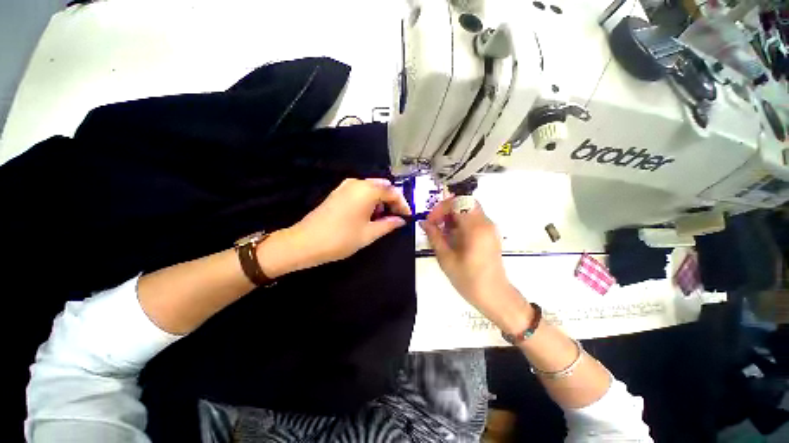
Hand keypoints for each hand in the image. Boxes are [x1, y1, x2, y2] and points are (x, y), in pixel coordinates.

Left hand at [287, 178, 411, 268]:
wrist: (305, 242)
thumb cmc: (341, 238)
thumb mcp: (369, 233)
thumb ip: (389, 224)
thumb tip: (400, 220)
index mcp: (367, 190)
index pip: (392, 192)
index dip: (403, 204)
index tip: (407, 217)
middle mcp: (357, 183)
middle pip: (382, 187)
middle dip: (391, 201)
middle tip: (395, 218)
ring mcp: (345, 186)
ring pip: (371, 189)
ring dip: (380, 201)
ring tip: (381, 220)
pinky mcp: (338, 193)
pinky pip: (360, 192)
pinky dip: (369, 201)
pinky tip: (367, 216)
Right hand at [420, 198, 530, 332]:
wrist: (495, 296)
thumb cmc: (469, 280)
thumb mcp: (446, 259)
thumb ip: (434, 237)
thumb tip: (423, 222)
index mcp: (476, 228)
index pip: (458, 202)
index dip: (441, 208)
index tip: (430, 221)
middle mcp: (486, 223)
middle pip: (465, 201)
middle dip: (447, 209)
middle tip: (435, 223)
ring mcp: (490, 227)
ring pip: (469, 208)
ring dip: (453, 215)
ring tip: (442, 232)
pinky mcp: (490, 233)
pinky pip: (474, 218)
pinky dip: (460, 221)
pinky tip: (452, 237)